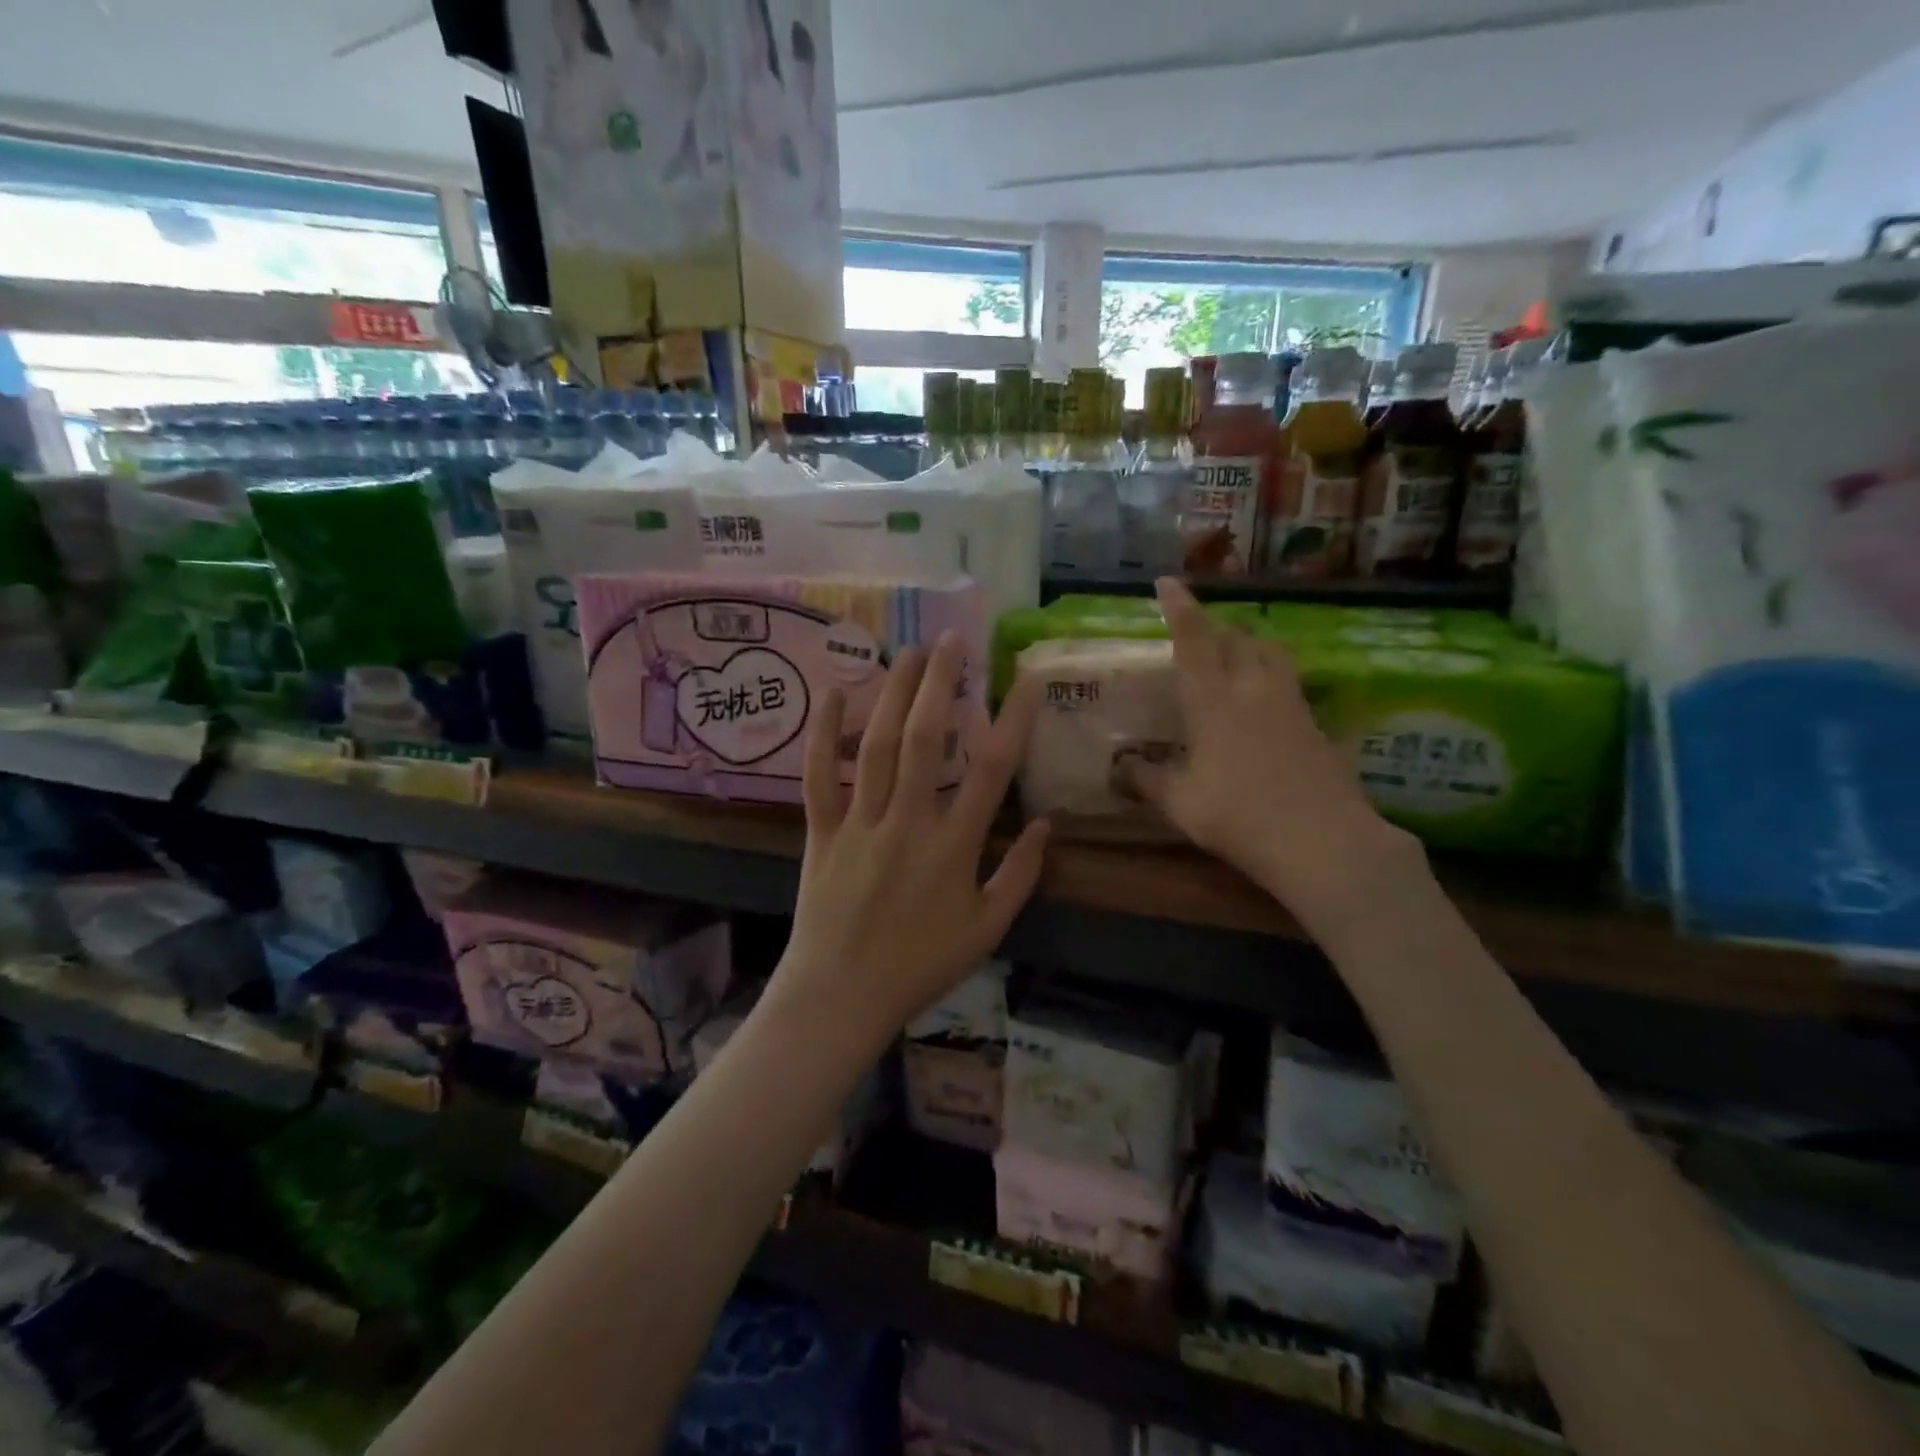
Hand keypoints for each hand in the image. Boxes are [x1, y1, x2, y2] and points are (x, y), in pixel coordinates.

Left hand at [771, 632, 1047, 1052]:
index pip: (990, 770)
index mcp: (953, 848)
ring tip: (908, 651)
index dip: (1012, 719)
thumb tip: (1047, 824)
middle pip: (925, 740)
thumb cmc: (919, 965)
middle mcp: (906, 823)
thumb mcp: (986, 930)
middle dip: (940, 683)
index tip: (1025, 678)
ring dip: (893, 693)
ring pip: (876, 746)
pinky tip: (833, 694)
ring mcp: (859, 823)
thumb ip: (1020, 875)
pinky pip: (818, 776)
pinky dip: (823, 734)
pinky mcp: (821, 831)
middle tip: (952, 640)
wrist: (841, 996)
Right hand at [1121, 578, 1419, 936]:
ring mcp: (1292, 702)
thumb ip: (1147, 780)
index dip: (1179, 607)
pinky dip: (1273, 676)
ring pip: (1271, 652)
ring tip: (1234, 655)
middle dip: (1214, 626)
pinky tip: (1267, 702)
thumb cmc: (1238, 816)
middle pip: (1236, 636)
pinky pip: (1291, 682)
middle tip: (1197, 633)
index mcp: (1214, 698)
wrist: (1323, 840)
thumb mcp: (1181, 802)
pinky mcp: (1317, 723)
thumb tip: (1118, 769)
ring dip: (1249, 644)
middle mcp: (1254, 687)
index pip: (1193, 639)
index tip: (1168, 582)